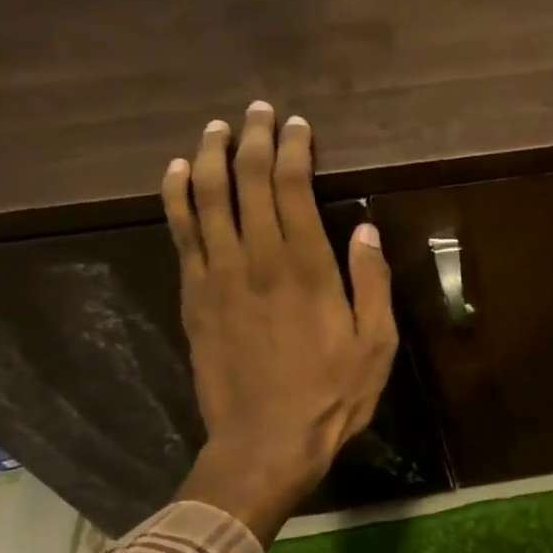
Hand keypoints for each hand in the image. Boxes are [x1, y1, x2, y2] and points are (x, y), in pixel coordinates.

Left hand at [163, 102, 398, 544]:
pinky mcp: (194, 298)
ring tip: (216, 129)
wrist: (266, 441)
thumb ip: (371, 283)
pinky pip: (180, 235)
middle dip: (254, 141)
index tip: (297, 125)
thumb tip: (365, 230)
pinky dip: (176, 198)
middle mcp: (258, 261)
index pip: (293, 189)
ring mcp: (218, 277)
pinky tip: (177, 173)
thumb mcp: (376, 345)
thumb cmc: (332, 395)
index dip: (294, 151)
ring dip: (212, 158)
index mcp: (307, 269)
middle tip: (258, 111)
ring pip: (207, 201)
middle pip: (248, 184)